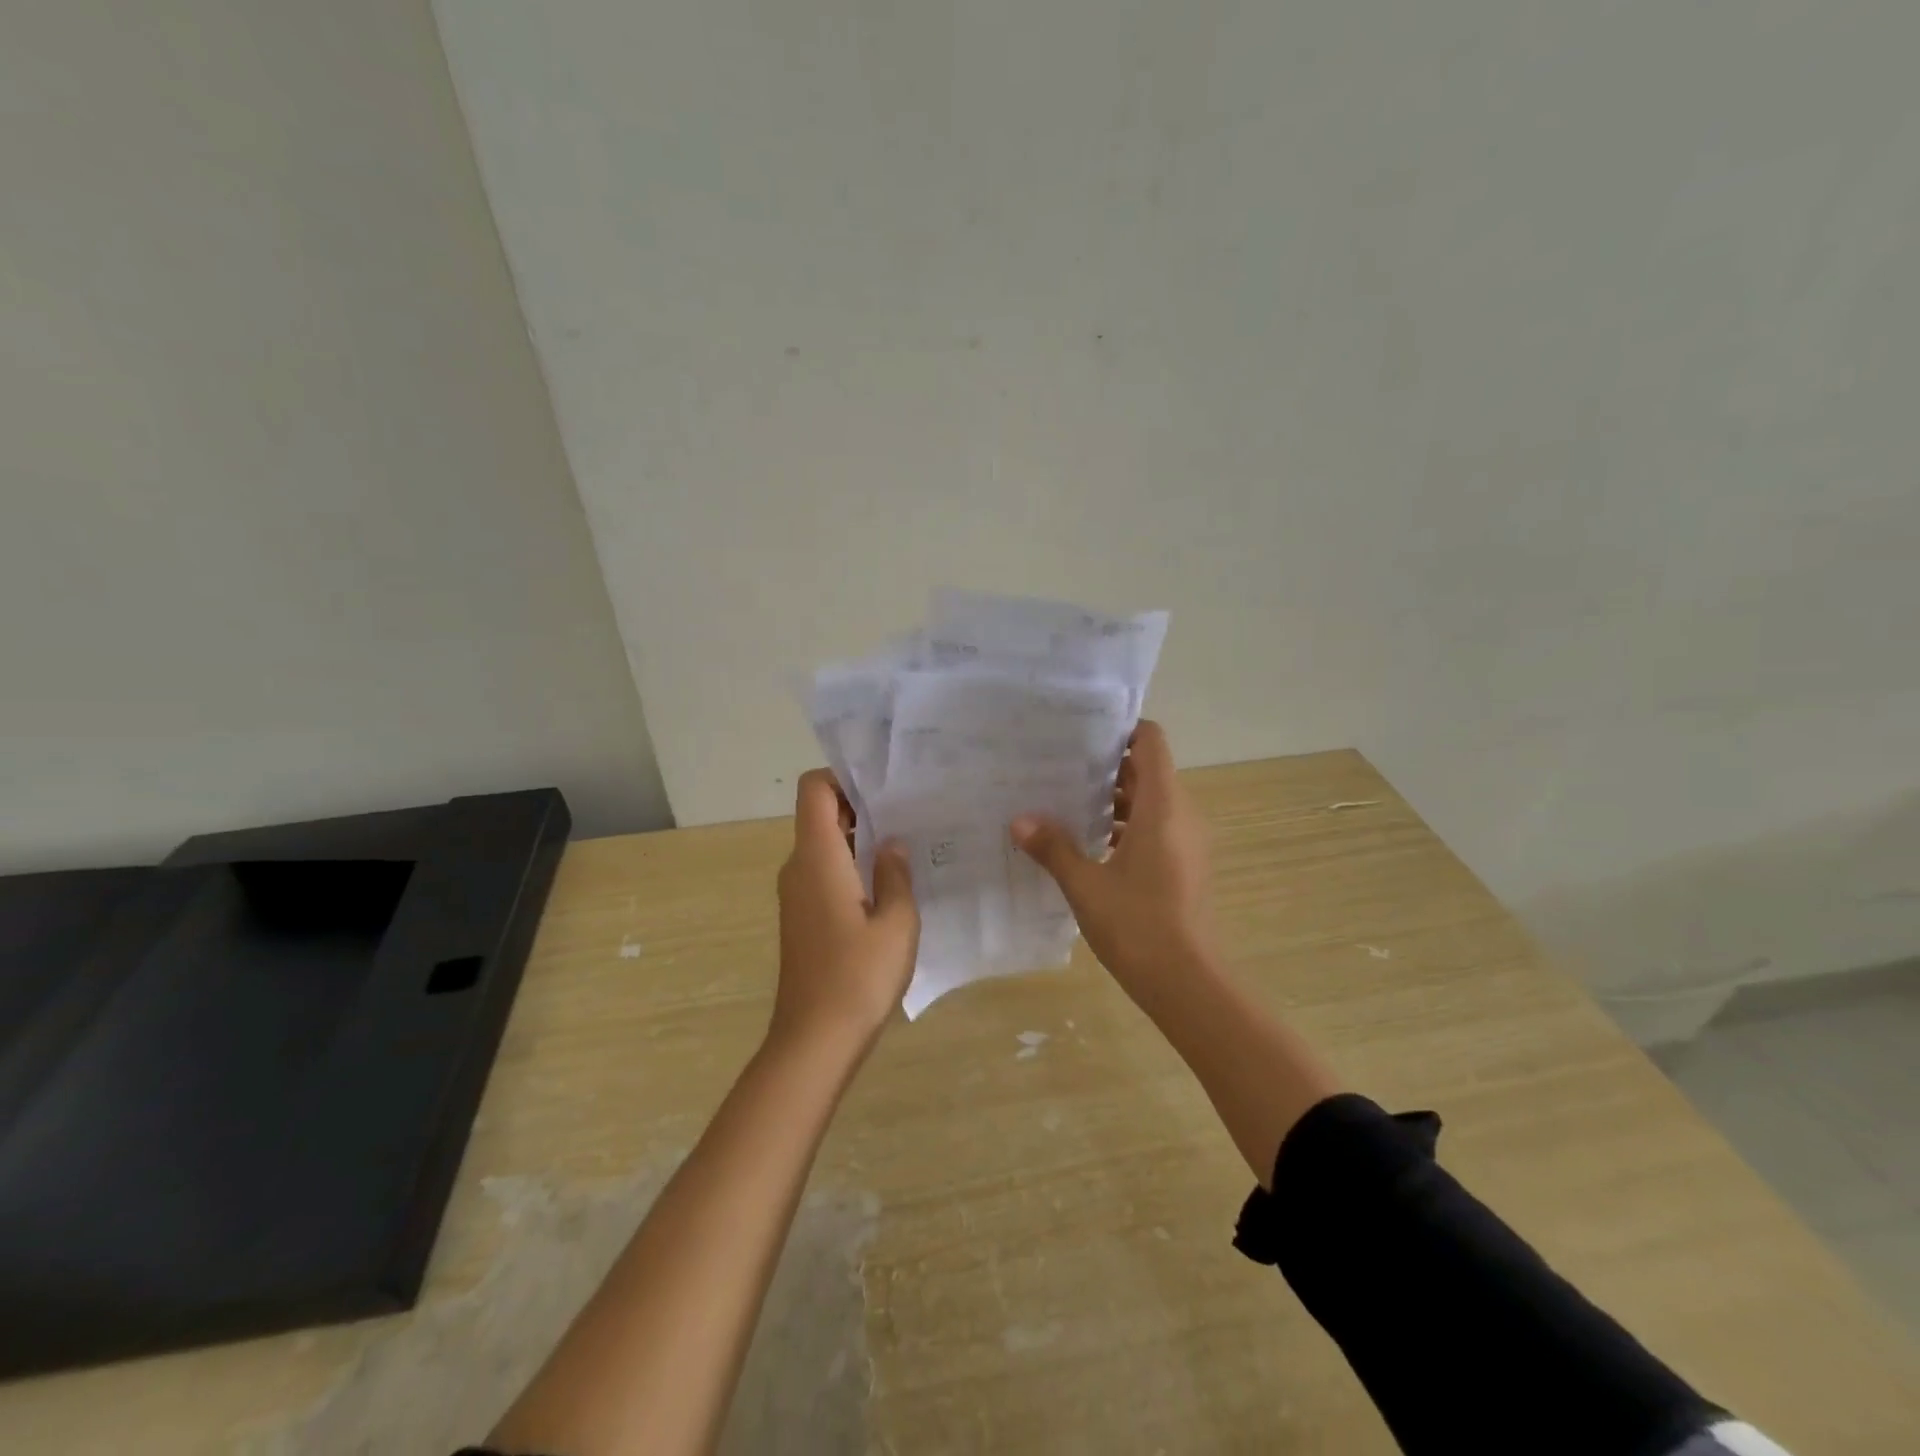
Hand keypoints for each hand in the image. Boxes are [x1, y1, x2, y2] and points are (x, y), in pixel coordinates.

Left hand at [772, 770, 919, 1055]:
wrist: (814, 1042)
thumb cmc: (858, 976)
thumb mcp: (897, 922)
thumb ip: (895, 874)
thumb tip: (891, 844)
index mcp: (817, 857)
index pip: (813, 789)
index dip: (843, 777)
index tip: (884, 789)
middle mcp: (798, 867)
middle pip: (820, 814)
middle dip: (861, 807)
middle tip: (909, 813)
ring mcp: (796, 894)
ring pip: (824, 846)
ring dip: (859, 840)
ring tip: (906, 846)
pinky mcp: (802, 918)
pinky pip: (824, 873)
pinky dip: (851, 867)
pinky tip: (887, 887)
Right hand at [1011, 720, 1217, 1000]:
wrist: (1189, 984)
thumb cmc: (1139, 926)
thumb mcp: (1086, 886)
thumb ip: (1053, 848)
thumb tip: (1019, 820)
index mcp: (1163, 806)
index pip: (1150, 742)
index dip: (1120, 729)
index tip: (1080, 732)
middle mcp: (1181, 814)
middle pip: (1146, 769)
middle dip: (1105, 764)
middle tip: (1057, 764)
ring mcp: (1186, 841)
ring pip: (1149, 801)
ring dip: (1112, 798)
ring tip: (1064, 800)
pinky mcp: (1183, 865)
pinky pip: (1154, 826)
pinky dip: (1125, 825)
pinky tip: (1087, 843)